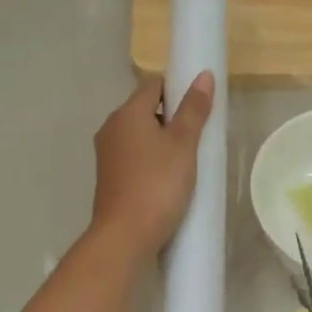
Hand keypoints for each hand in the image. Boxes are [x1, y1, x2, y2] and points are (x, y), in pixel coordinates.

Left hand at [90, 72, 214, 257]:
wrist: (125, 235)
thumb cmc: (157, 184)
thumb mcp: (183, 145)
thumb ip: (193, 110)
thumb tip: (204, 75)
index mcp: (127, 113)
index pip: (153, 85)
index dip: (177, 89)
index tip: (199, 108)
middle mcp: (111, 128)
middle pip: (145, 110)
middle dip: (171, 118)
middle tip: (199, 137)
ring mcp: (107, 155)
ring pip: (139, 136)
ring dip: (161, 142)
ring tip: (187, 161)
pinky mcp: (109, 179)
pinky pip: (134, 158)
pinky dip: (151, 161)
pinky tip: (168, 180)